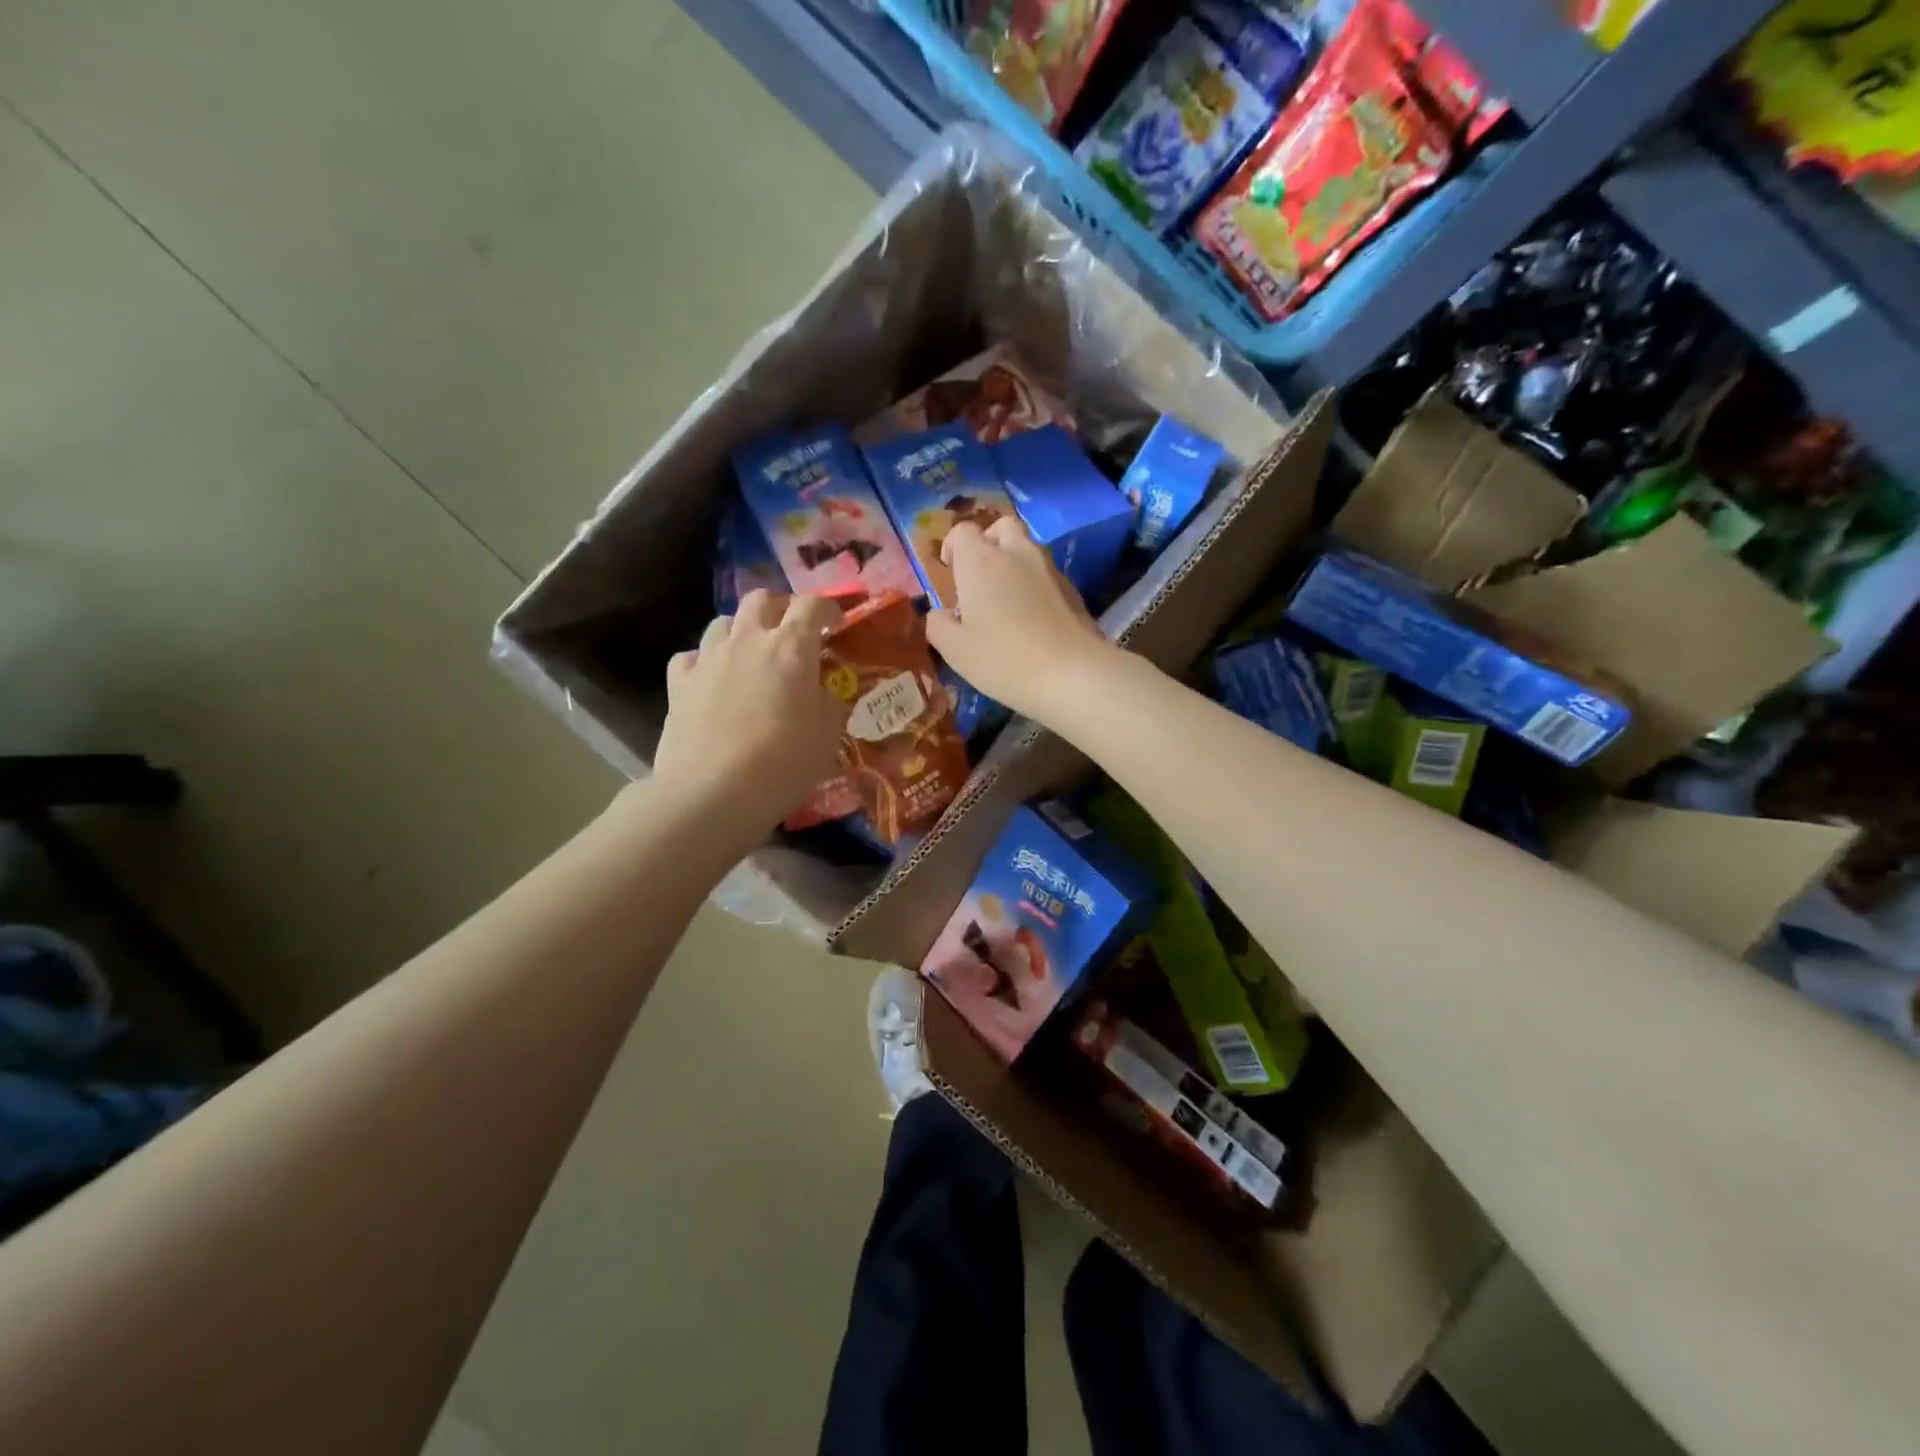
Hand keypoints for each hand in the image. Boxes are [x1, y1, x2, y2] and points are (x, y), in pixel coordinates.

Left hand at [654, 590, 847, 831]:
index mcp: (791, 648)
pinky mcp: (678, 684)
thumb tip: (821, 692)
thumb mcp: (827, 735)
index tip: (837, 625)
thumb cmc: (784, 763)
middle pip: (761, 600)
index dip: (828, 608)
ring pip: (723, 622)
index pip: (812, 605)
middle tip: (793, 631)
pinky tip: (712, 680)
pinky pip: (691, 656)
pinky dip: (705, 661)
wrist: (713, 793)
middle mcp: (748, 641)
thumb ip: (828, 703)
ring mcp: (708, 659)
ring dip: (741, 630)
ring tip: (751, 654)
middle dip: (781, 608)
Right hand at [925, 517, 1116, 720]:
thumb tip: (941, 614)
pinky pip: (1046, 573)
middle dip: (988, 542)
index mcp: (981, 562)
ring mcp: (1049, 568)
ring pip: (1028, 548)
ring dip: (1013, 562)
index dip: (953, 546)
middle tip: (980, 575)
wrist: (1073, 673)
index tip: (950, 571)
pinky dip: (1035, 583)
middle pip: (1002, 527)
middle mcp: (1016, 554)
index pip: (963, 531)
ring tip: (1006, 598)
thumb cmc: (1004, 659)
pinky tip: (1033, 616)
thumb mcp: (955, 651)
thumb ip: (939, 625)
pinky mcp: (1072, 588)